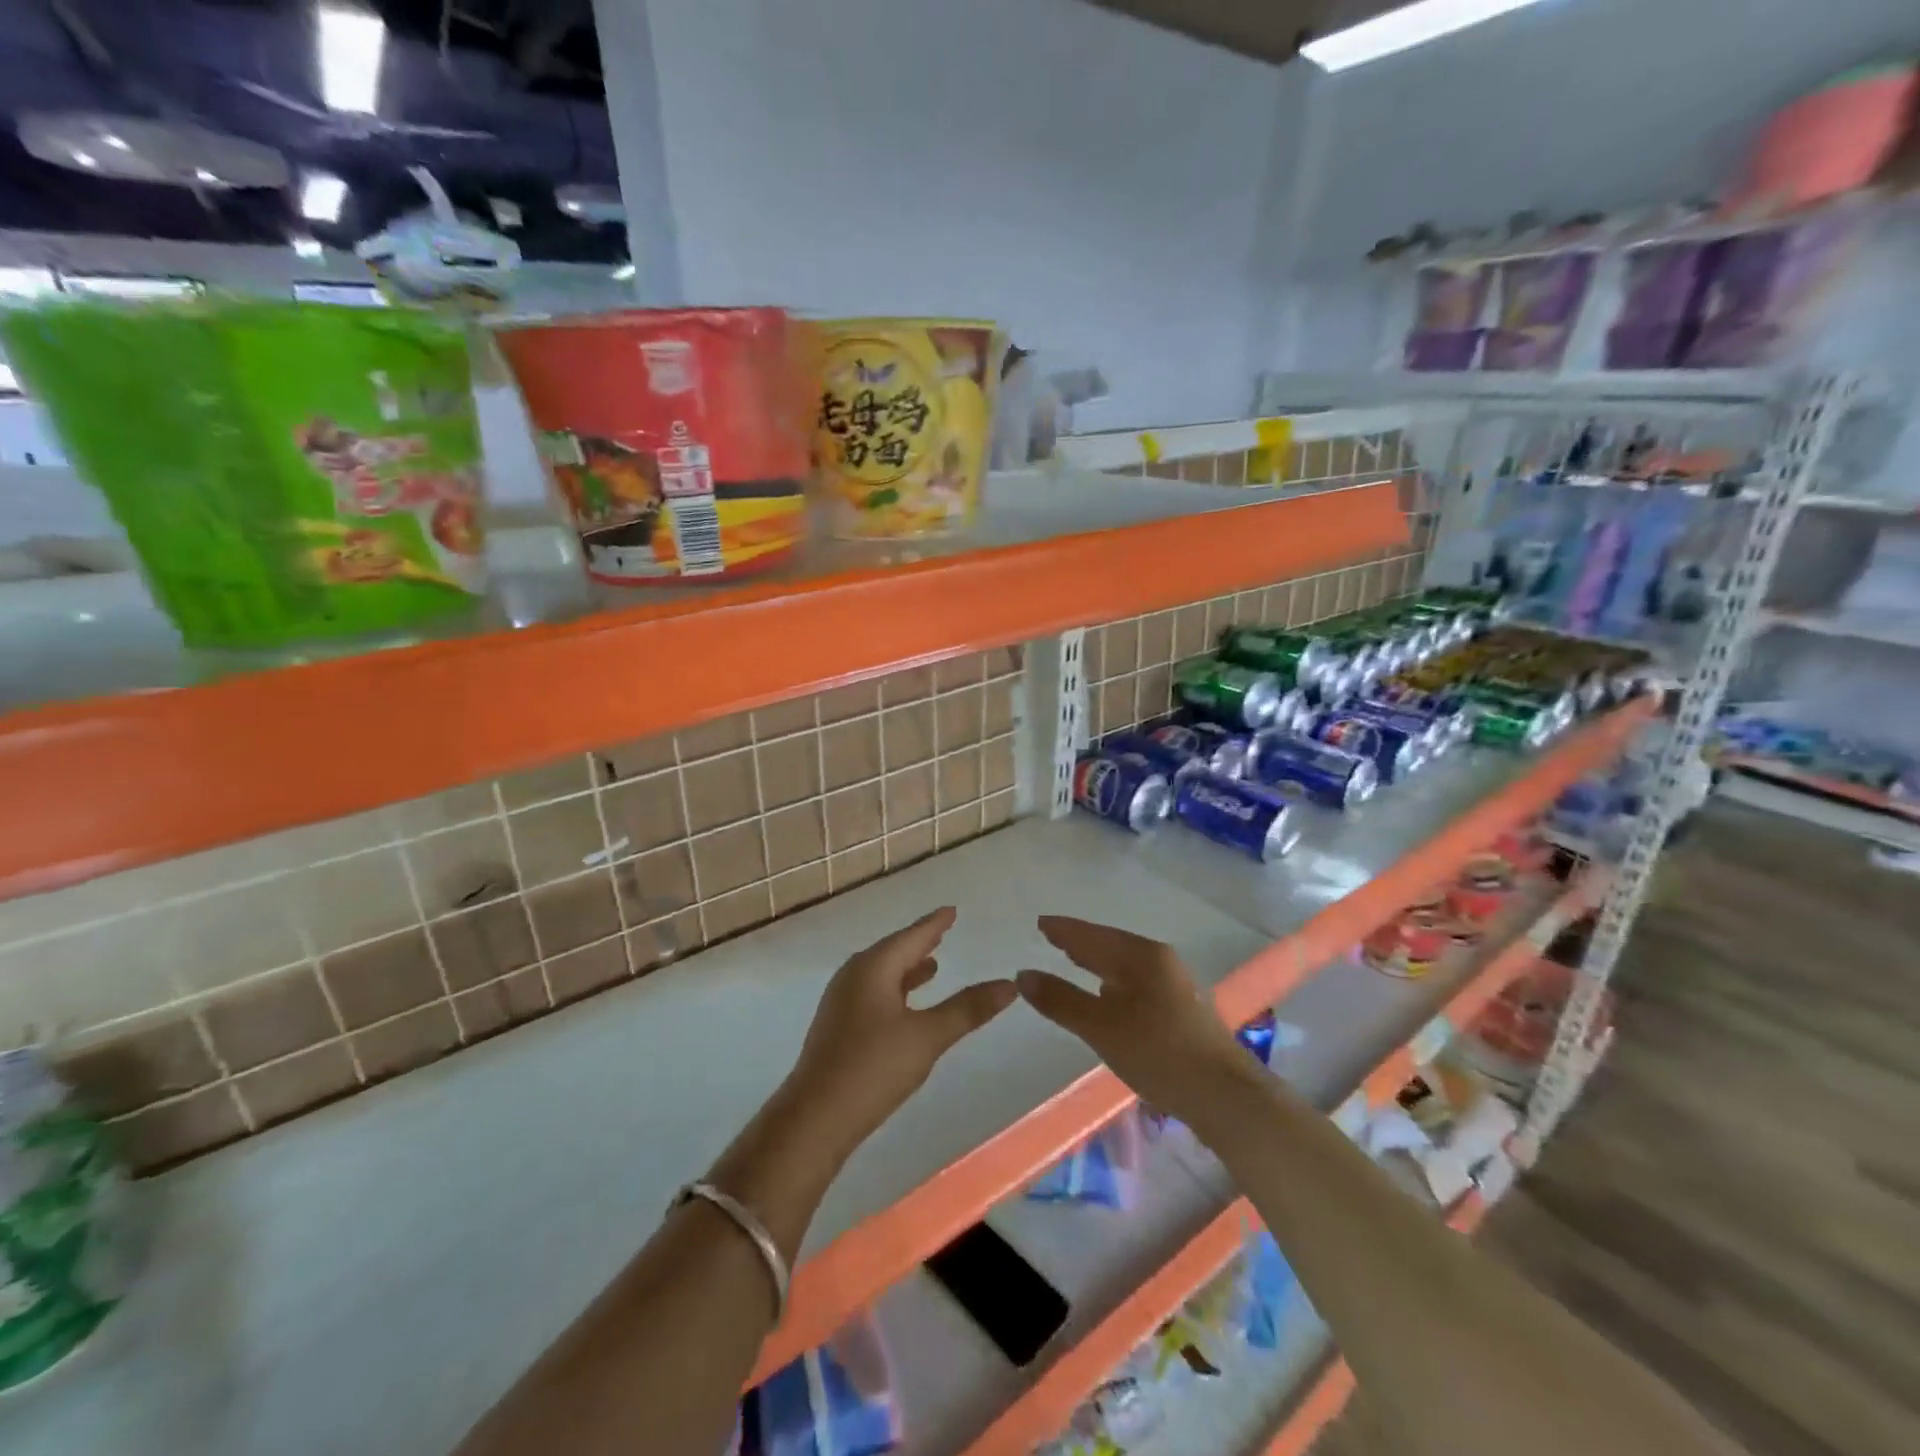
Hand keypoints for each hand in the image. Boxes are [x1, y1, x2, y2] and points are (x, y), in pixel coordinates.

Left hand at [786, 908, 1014, 1148]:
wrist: (815, 1117)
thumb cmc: (873, 1067)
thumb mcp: (927, 1036)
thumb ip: (967, 1008)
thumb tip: (1010, 984)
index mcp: (873, 967)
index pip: (910, 936)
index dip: (933, 924)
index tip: (950, 910)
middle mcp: (854, 975)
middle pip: (892, 951)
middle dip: (919, 943)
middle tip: (943, 931)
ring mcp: (842, 1001)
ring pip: (881, 974)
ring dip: (907, 968)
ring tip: (932, 966)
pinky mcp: (838, 1026)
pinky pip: (873, 993)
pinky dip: (895, 989)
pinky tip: (906, 1005)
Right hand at [1017, 916, 1247, 1119]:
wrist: (1223, 1095)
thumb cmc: (1158, 1052)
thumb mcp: (1100, 1027)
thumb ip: (1061, 1000)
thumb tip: (1023, 975)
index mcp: (1141, 955)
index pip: (1092, 935)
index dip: (1064, 930)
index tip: (1040, 923)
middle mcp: (1159, 961)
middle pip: (1110, 945)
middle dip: (1080, 943)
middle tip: (1051, 937)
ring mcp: (1173, 984)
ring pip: (1124, 965)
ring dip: (1097, 962)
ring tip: (1072, 961)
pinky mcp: (1179, 1008)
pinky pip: (1135, 982)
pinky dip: (1112, 981)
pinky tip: (1106, 994)